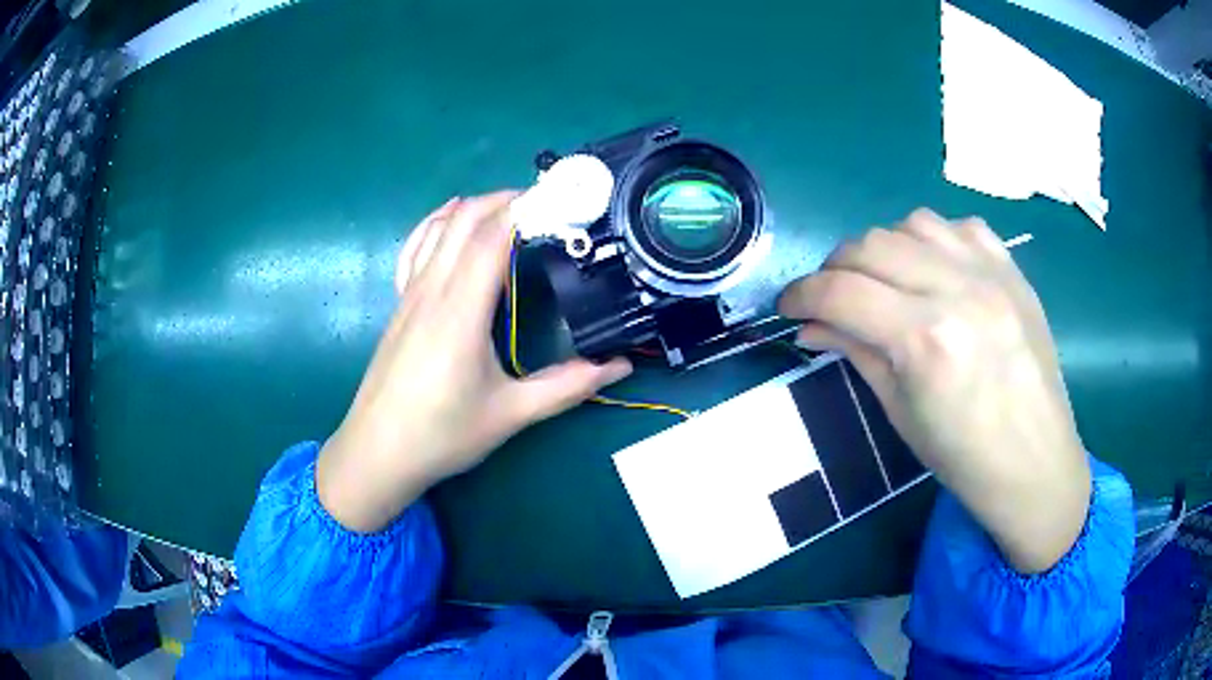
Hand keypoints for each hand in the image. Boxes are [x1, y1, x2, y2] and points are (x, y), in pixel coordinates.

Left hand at [317, 192, 631, 532]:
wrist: (376, 452)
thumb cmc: (441, 435)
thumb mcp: (510, 414)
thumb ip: (567, 386)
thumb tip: (619, 367)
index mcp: (460, 311)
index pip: (492, 237)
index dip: (527, 209)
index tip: (563, 199)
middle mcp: (431, 290)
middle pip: (466, 219)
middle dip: (507, 199)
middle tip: (549, 204)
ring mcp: (410, 294)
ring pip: (439, 228)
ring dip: (476, 207)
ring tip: (513, 208)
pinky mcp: (399, 305)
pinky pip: (415, 247)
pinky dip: (437, 223)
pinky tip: (451, 217)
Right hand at [778, 209, 1089, 572]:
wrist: (1035, 462)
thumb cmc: (963, 457)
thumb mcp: (899, 412)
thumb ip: (855, 352)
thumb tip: (811, 324)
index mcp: (925, 340)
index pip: (841, 292)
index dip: (801, 294)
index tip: (788, 307)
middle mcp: (957, 291)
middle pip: (871, 245)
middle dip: (835, 269)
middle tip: (830, 298)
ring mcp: (991, 273)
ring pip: (912, 223)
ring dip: (884, 248)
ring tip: (884, 281)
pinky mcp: (1012, 270)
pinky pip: (960, 226)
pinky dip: (934, 240)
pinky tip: (934, 269)